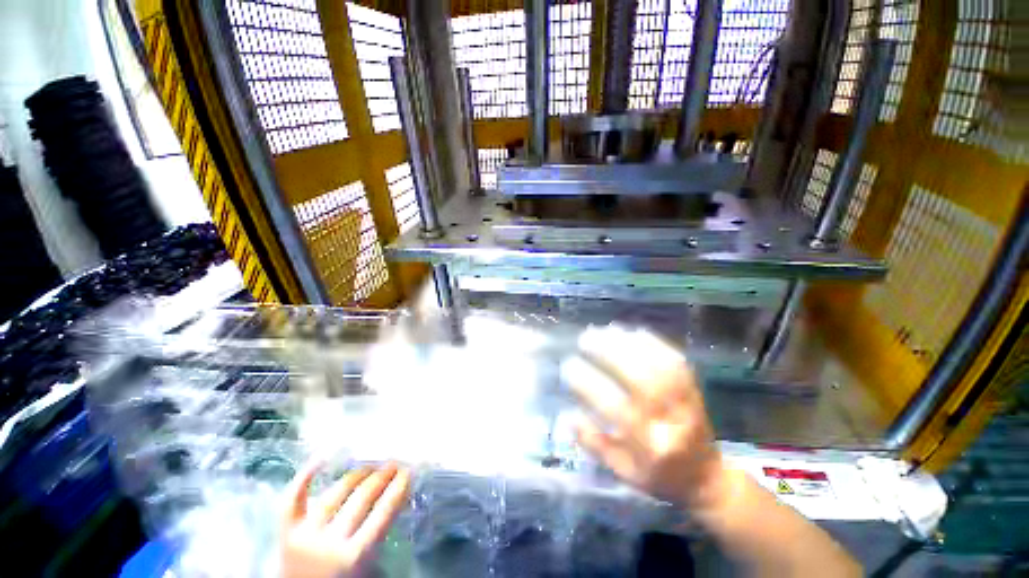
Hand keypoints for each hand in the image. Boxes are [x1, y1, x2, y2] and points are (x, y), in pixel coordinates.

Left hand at [281, 462, 410, 577]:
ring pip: (335, 493)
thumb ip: (380, 538)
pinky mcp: (285, 533)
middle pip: (362, 497)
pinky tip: (321, 458)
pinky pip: (293, 499)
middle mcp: (329, 542)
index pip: (384, 511)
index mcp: (354, 557)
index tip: (409, 470)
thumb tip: (396, 499)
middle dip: (382, 476)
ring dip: (357, 474)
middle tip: (394, 463)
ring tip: (371, 465)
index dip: (399, 486)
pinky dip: (305, 476)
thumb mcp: (370, 572)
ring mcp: (304, 535)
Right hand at [565, 326, 725, 508]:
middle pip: (642, 379)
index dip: (590, 383)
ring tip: (602, 331)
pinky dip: (652, 342)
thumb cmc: (659, 476)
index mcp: (650, 446)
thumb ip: (594, 444)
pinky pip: (674, 360)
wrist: (706, 478)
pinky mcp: (694, 389)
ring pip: (659, 364)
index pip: (616, 408)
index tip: (569, 367)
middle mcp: (671, 421)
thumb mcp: (623, 472)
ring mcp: (686, 402)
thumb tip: (567, 415)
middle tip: (584, 340)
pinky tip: (631, 332)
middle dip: (610, 353)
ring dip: (628, 343)